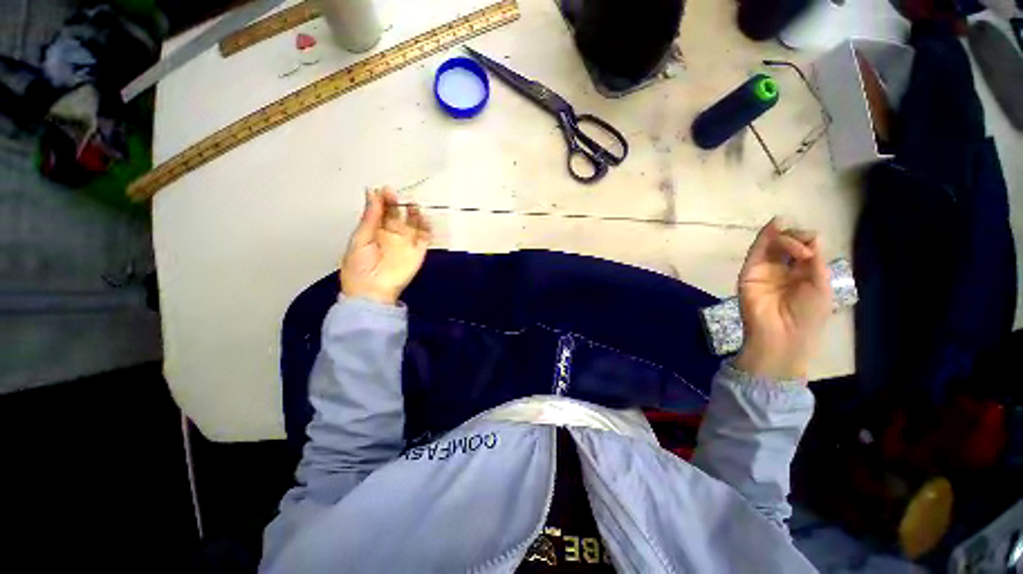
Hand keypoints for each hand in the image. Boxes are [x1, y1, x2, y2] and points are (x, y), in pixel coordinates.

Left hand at [340, 188, 431, 305]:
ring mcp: (406, 243)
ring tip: (412, 205)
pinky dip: (426, 227)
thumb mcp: (360, 239)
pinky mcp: (418, 252)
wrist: (372, 292)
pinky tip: (423, 219)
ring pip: (414, 223)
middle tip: (396, 196)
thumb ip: (370, 217)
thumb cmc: (360, 267)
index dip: (384, 200)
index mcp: (375, 231)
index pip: (382, 211)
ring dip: (414, 213)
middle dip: (398, 203)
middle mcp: (392, 234)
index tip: (385, 190)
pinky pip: (425, 237)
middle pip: (398, 214)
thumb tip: (372, 192)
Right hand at [734, 217, 831, 380]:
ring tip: (793, 241)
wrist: (783, 335)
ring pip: (772, 243)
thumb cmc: (808, 316)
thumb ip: (816, 261)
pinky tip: (775, 225)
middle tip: (804, 253)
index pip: (805, 247)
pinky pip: (756, 251)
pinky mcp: (749, 273)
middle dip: (797, 237)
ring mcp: (764, 270)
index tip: (812, 254)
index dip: (809, 242)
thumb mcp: (821, 285)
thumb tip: (812, 236)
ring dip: (783, 235)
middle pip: (788, 242)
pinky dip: (765, 236)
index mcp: (803, 273)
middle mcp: (783, 269)